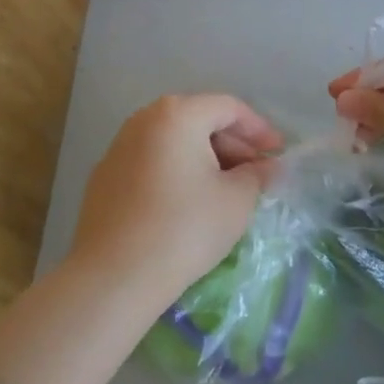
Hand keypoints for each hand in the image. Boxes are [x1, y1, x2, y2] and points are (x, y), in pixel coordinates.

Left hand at [65, 94, 282, 325]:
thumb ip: (257, 175)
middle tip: (256, 173)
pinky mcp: (105, 177)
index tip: (279, 153)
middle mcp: (144, 120)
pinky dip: (177, 172)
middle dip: (232, 144)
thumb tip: (267, 167)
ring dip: (205, 159)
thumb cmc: (184, 228)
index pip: (228, 108)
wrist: (114, 275)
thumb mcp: (236, 200)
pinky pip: (152, 162)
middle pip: (198, 120)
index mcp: (177, 114)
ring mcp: (118, 147)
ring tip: (226, 189)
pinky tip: (189, 203)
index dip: (259, 129)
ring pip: (174, 142)